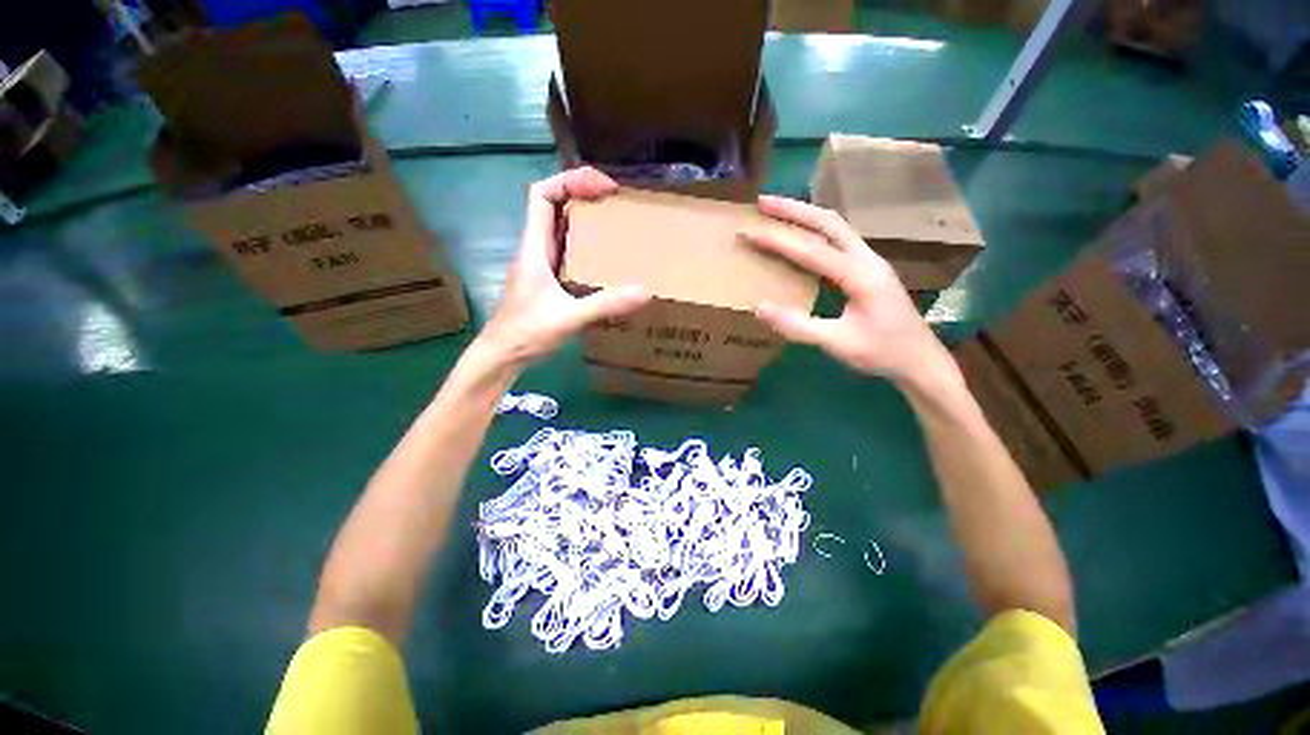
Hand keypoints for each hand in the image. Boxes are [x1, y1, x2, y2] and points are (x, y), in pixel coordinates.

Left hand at [479, 168, 650, 366]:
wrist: (503, 355)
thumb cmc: (527, 332)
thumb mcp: (569, 317)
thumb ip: (605, 305)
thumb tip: (646, 292)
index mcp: (534, 246)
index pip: (542, 195)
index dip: (570, 181)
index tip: (603, 187)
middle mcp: (536, 249)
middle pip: (553, 205)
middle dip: (583, 194)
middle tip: (617, 202)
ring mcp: (542, 265)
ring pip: (561, 228)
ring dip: (585, 218)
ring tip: (616, 223)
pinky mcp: (549, 280)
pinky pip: (567, 251)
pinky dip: (586, 244)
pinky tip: (605, 258)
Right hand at [743, 195, 952, 388]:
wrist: (920, 360)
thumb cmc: (881, 353)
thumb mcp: (837, 343)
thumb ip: (798, 326)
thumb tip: (759, 308)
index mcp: (860, 275)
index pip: (811, 250)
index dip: (777, 240)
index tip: (749, 232)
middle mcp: (867, 259)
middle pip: (828, 222)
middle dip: (794, 209)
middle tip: (763, 202)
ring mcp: (870, 261)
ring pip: (836, 227)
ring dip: (806, 215)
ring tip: (777, 212)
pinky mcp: (868, 269)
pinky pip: (839, 239)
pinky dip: (816, 230)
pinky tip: (802, 236)